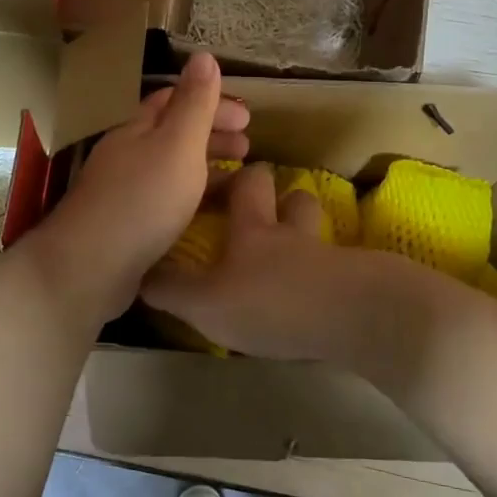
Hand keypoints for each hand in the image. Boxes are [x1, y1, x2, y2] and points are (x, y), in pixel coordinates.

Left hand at [29, 52, 249, 320]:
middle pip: (173, 133)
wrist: (90, 267)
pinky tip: (210, 213)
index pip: (175, 100)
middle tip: (249, 145)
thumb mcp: (178, 145)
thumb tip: (203, 55)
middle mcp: (127, 153)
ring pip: (171, 167)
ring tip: (240, 177)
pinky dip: (193, 197)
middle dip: (213, 133)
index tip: (249, 116)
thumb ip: (194, 103)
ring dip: (206, 166)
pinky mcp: (126, 224)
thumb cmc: (142, 200)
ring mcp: (124, 190)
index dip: (212, 102)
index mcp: (137, 127)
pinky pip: (167, 199)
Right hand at [141, 162, 431, 362]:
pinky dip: (330, 275)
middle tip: (268, 215)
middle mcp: (293, 233)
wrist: (353, 317)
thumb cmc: (270, 301)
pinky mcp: (358, 283)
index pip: (247, 186)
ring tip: (296, 255)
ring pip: (319, 230)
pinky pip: (341, 269)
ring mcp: (330, 257)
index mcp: (254, 229)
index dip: (237, 179)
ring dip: (307, 233)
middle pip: (292, 199)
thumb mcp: (204, 302)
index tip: (225, 180)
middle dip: (281, 199)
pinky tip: (321, 295)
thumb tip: (138, 275)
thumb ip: (170, 289)